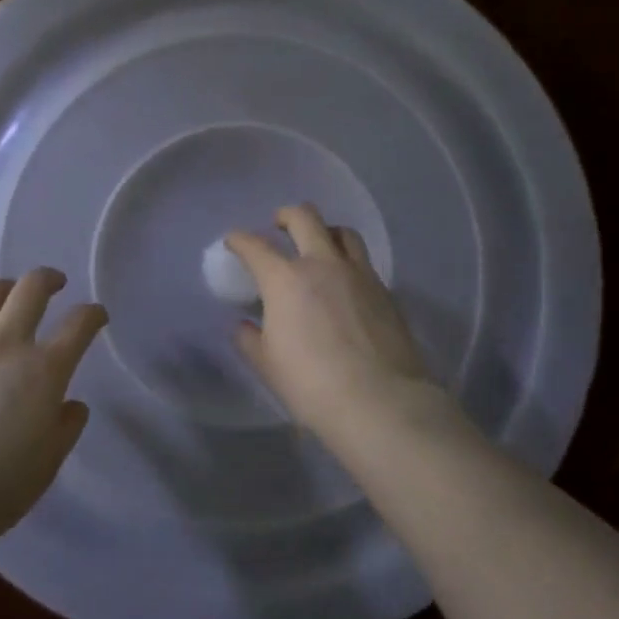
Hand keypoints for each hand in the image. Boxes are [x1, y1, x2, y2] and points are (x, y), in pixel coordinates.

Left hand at [0, 269, 105, 544]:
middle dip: (48, 279)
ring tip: (6, 298)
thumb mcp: (47, 464)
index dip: (93, 314)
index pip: (79, 324)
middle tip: (54, 284)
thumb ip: (65, 428)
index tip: (96, 316)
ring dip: (3, 291)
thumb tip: (70, 405)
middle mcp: (4, 345)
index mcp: (43, 370)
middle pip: (31, 288)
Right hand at [227, 205, 447, 439]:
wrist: (379, 402)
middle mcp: (322, 264)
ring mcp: (359, 274)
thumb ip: (251, 339)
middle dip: (286, 215)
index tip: (233, 242)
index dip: (239, 240)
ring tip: (319, 244)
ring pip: (343, 232)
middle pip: (304, 218)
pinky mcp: (385, 291)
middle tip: (279, 225)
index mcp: (285, 279)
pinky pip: (364, 261)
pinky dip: (349, 261)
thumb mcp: (268, 365)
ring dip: (325, 231)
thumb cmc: (311, 384)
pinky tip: (345, 282)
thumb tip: (245, 325)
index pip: (255, 246)